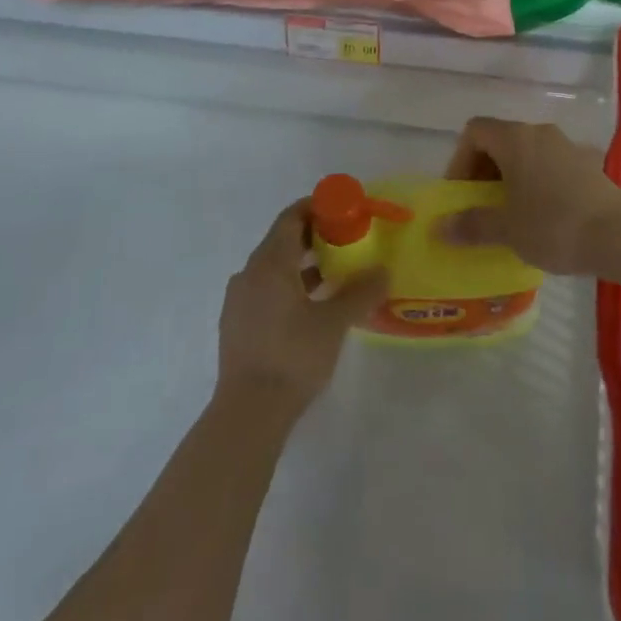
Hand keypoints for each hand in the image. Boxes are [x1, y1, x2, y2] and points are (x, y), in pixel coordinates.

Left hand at [216, 201, 387, 418]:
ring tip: (333, 274)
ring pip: (273, 267)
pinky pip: (265, 289)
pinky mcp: (236, 324)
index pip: (291, 217)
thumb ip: (361, 292)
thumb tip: (384, 271)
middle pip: (282, 240)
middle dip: (314, 236)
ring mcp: (239, 300)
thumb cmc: (293, 357)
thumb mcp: (334, 322)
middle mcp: (249, 273)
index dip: (317, 207)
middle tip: (346, 241)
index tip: (343, 210)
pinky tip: (310, 306)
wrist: (248, 413)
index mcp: (270, 263)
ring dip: (302, 263)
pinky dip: (289, 285)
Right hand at [441, 118, 620, 276]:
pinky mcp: (589, 164)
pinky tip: (542, 215)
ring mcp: (568, 146)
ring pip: (527, 153)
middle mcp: (540, 132)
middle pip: (501, 139)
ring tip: (509, 214)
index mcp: (516, 138)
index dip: (460, 159)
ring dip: (511, 177)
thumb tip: (441, 227)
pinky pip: (551, 165)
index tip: (460, 193)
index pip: (475, 131)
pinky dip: (537, 182)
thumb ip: (472, 224)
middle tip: (480, 206)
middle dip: (484, 170)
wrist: (620, 236)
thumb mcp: (507, 229)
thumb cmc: (554, 226)